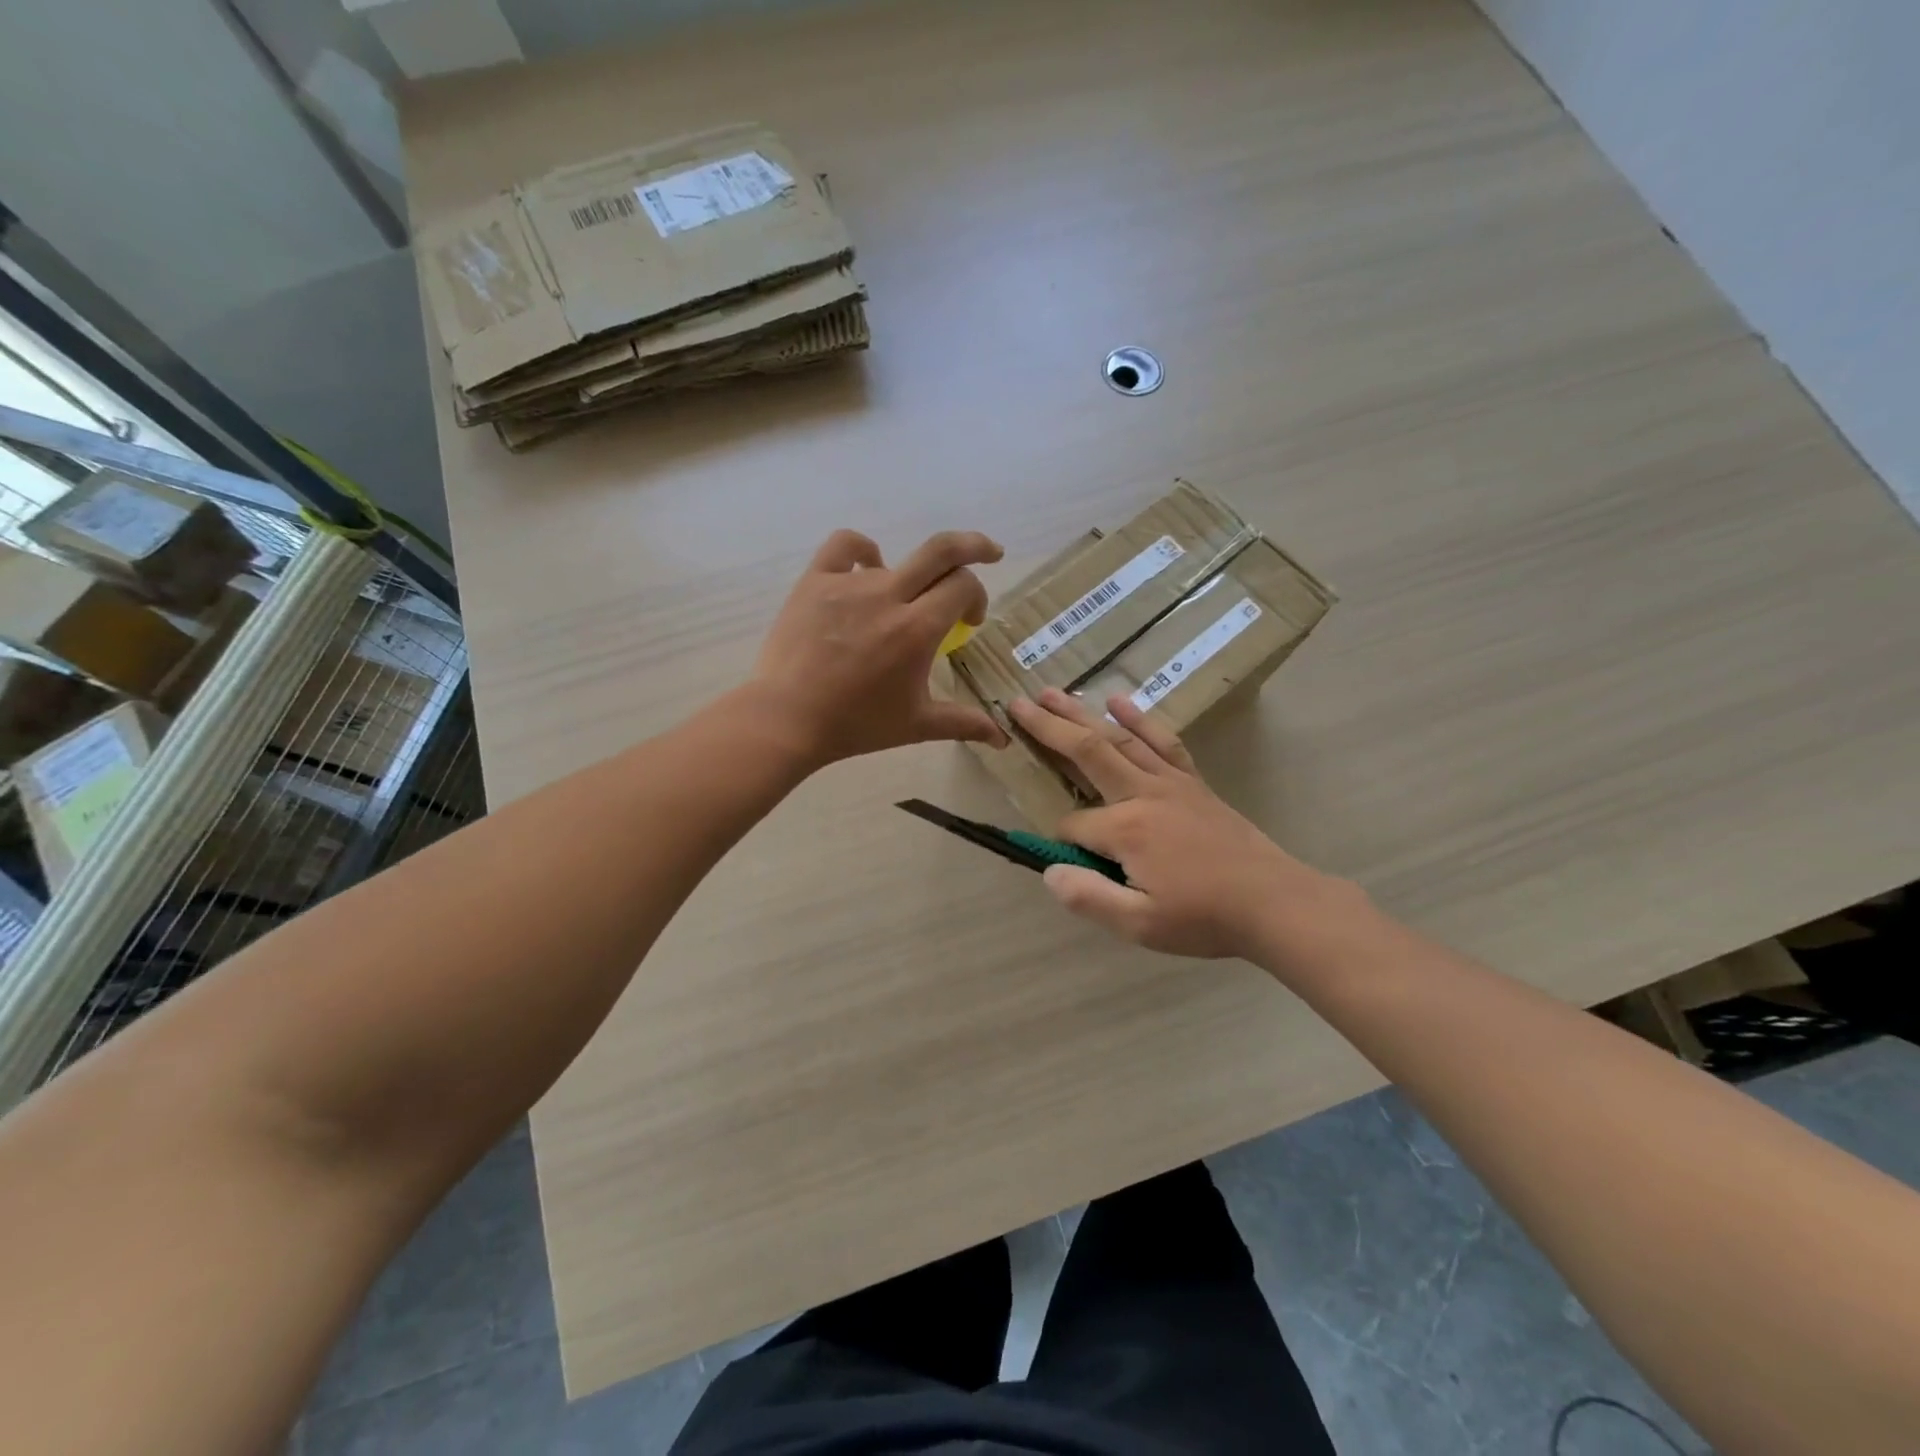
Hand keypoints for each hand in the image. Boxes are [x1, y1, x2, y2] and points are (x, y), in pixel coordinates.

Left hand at [751, 529, 1011, 767]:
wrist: (788, 720)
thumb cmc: (856, 724)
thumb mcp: (916, 725)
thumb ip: (963, 723)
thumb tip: (1003, 738)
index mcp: (918, 629)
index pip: (963, 586)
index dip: (976, 598)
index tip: (970, 621)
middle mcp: (888, 596)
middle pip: (942, 551)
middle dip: (974, 546)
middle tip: (991, 553)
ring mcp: (849, 584)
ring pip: (896, 560)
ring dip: (912, 577)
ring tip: (902, 603)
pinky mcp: (815, 581)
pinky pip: (846, 546)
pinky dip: (863, 550)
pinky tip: (868, 565)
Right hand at [1008, 689, 1351, 960]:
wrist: (1275, 902)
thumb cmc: (1204, 917)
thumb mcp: (1140, 924)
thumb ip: (1088, 897)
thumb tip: (1048, 870)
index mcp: (1125, 829)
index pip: (1073, 824)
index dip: (1061, 840)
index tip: (1067, 862)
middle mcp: (1142, 793)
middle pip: (1086, 752)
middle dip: (1048, 728)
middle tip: (1016, 703)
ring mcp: (1170, 782)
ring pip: (1118, 738)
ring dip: (1082, 713)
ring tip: (1053, 691)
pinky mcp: (1192, 781)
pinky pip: (1162, 741)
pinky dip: (1139, 719)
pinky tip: (1119, 702)